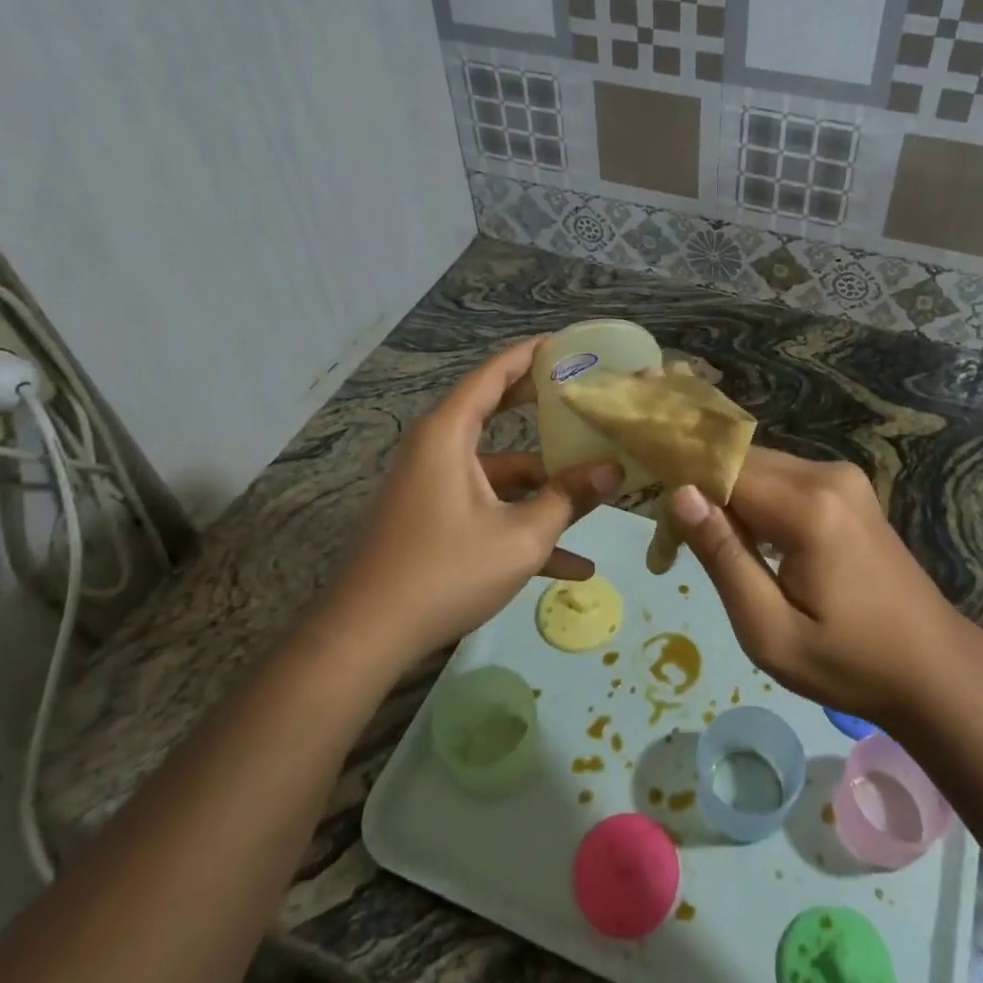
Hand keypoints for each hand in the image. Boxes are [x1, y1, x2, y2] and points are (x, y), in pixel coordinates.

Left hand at [329, 338, 621, 663]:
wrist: (367, 638)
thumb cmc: (446, 571)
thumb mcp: (521, 536)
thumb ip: (569, 498)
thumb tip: (615, 470)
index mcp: (448, 434)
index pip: (494, 374)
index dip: (532, 355)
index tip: (568, 344)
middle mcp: (438, 450)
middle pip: (497, 415)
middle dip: (545, 411)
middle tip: (587, 397)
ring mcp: (435, 488)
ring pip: (500, 474)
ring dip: (545, 490)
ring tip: (598, 495)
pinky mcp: (434, 521)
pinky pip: (487, 510)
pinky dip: (522, 527)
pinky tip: (573, 565)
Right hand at [669, 448, 972, 726]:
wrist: (934, 668)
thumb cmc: (849, 663)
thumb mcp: (769, 630)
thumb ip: (723, 557)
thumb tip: (680, 494)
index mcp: (809, 507)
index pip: (723, 468)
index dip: (683, 487)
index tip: (660, 530)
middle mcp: (827, 474)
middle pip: (741, 462)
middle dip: (703, 492)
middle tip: (677, 546)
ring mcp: (843, 477)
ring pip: (760, 467)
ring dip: (728, 497)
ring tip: (713, 551)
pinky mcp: (848, 488)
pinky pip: (785, 479)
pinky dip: (756, 501)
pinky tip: (752, 543)